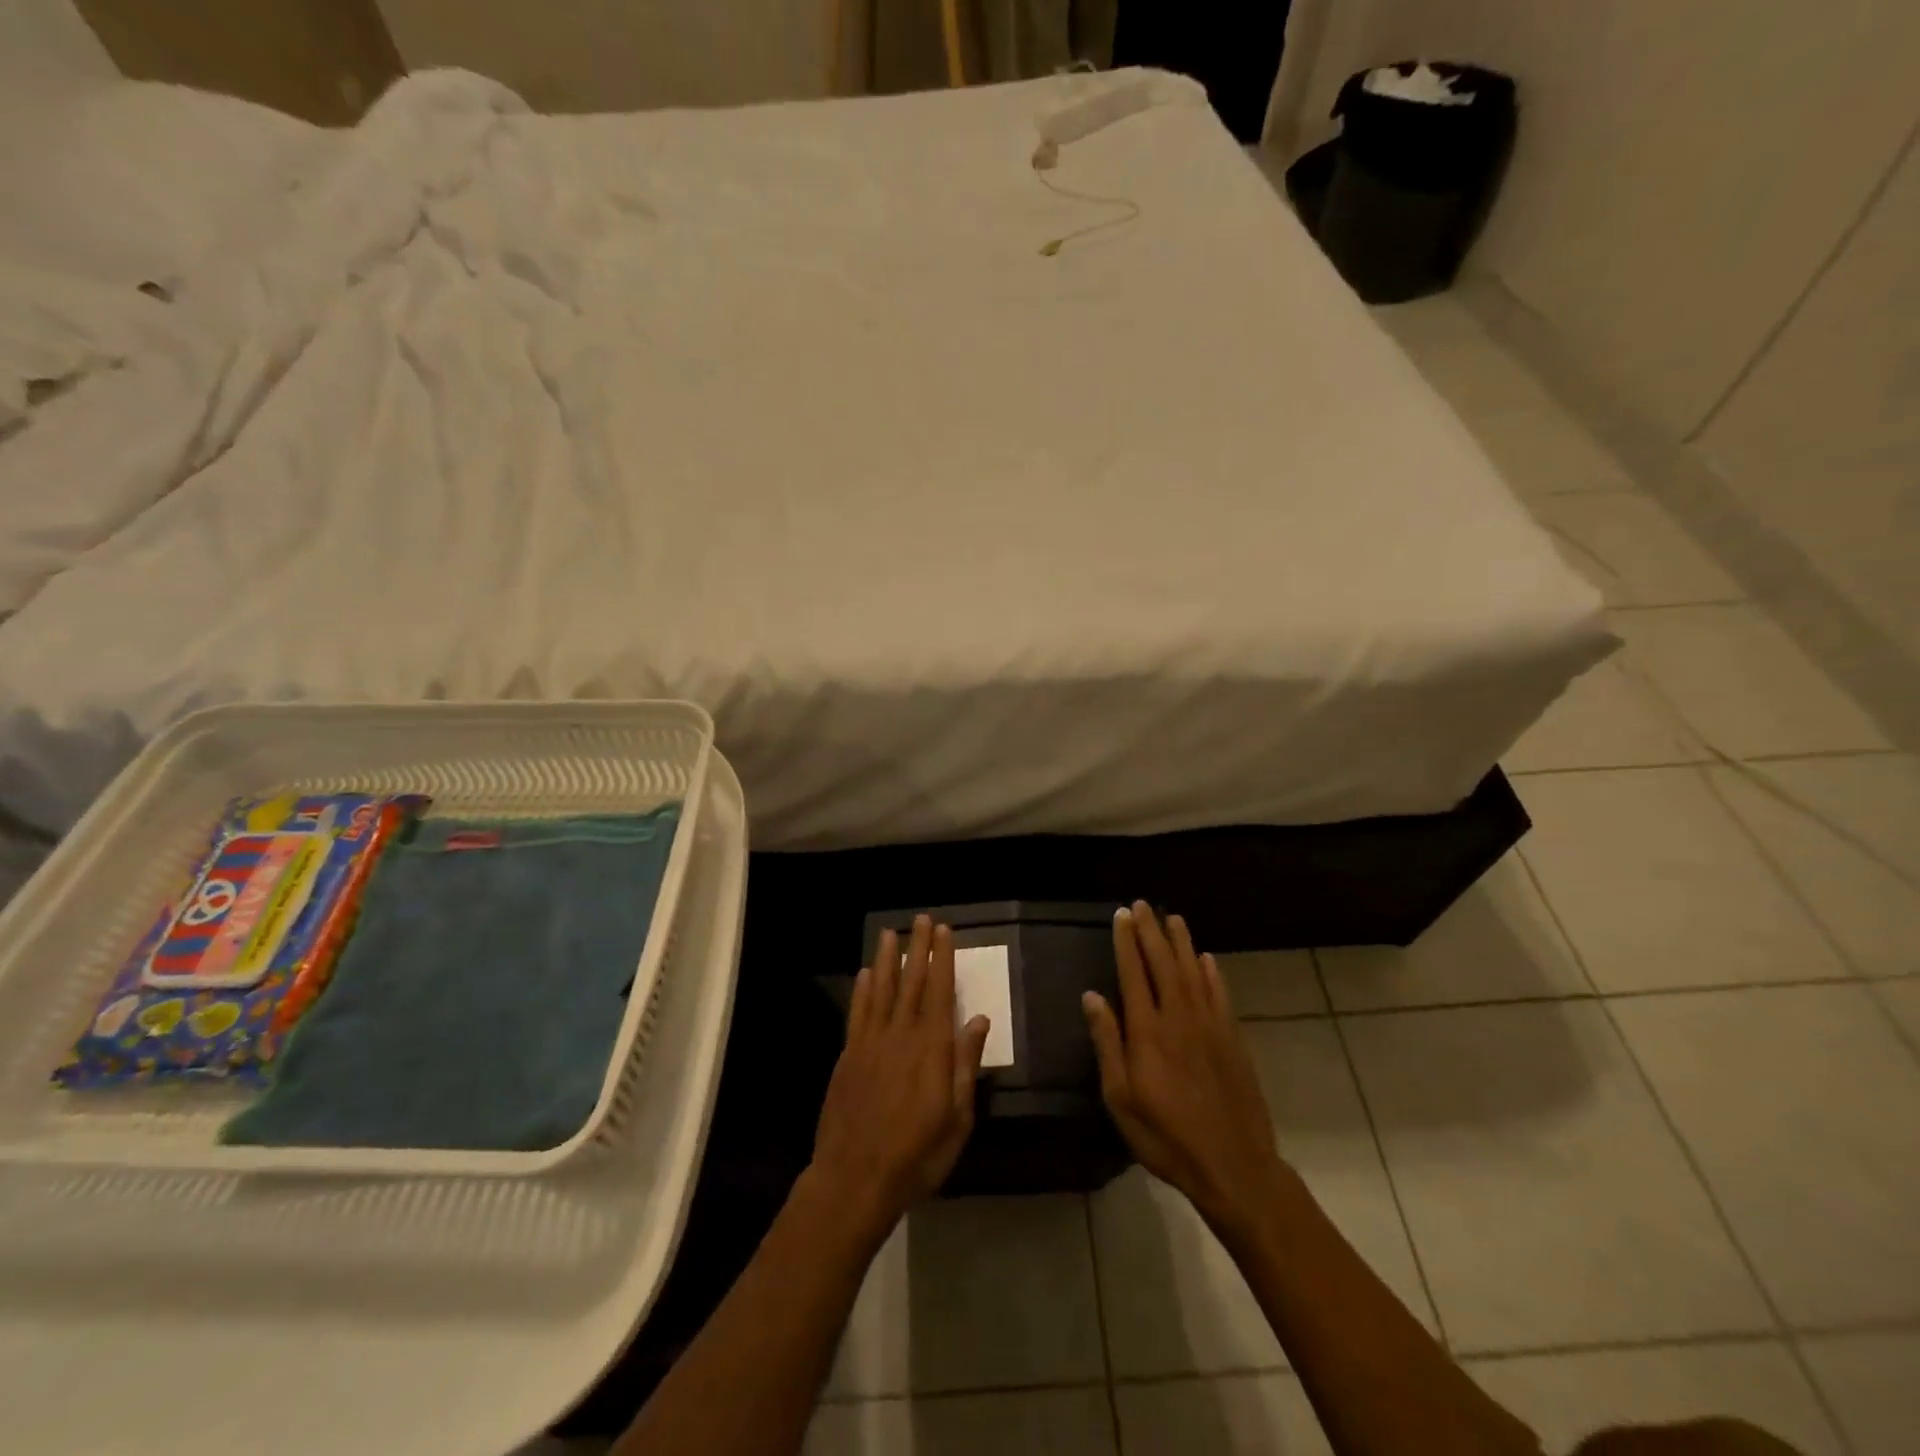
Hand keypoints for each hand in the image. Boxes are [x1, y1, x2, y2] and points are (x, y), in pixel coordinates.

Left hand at [810, 916, 990, 1246]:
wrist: (855, 1178)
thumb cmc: (916, 1154)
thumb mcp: (957, 1118)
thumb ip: (966, 1065)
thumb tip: (978, 1021)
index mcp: (932, 1049)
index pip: (941, 992)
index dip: (943, 959)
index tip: (943, 931)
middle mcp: (901, 1035)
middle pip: (912, 982)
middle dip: (918, 949)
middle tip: (921, 919)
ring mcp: (871, 1042)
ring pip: (881, 990)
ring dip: (887, 959)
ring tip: (890, 933)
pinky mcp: (848, 1055)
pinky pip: (858, 1013)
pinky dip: (862, 990)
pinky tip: (864, 974)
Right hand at [1083, 902, 1293, 1236]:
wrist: (1234, 1165)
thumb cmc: (1166, 1136)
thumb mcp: (1121, 1098)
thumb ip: (1107, 1043)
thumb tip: (1092, 996)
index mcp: (1148, 1031)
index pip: (1134, 974)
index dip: (1126, 942)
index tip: (1121, 915)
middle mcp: (1179, 1018)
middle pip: (1164, 964)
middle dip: (1151, 932)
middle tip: (1143, 905)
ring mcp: (1210, 1026)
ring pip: (1194, 972)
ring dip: (1182, 943)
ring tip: (1173, 918)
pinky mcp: (1232, 1039)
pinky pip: (1220, 995)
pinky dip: (1212, 973)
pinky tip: (1207, 959)